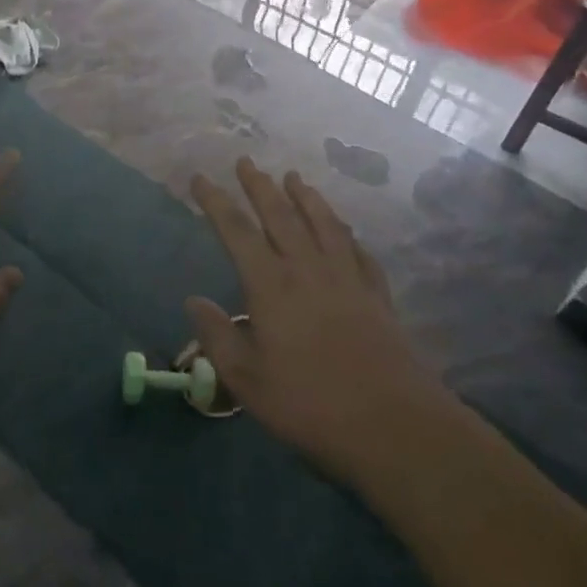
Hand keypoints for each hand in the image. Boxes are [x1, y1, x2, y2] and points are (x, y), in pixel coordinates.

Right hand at [185, 159, 442, 484]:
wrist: (393, 424)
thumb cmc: (310, 404)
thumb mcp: (247, 380)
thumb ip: (217, 336)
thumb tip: (193, 300)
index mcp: (271, 286)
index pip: (236, 231)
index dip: (215, 202)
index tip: (199, 177)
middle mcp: (308, 269)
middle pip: (280, 215)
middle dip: (259, 186)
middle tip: (246, 161)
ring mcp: (347, 278)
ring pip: (323, 223)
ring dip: (306, 197)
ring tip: (294, 177)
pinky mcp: (376, 295)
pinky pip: (358, 250)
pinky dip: (346, 233)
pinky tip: (344, 229)